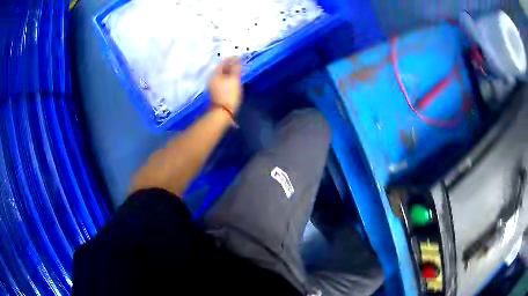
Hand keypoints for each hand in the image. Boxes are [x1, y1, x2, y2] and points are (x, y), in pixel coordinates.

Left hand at [208, 57, 242, 113]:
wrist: (222, 112)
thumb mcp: (235, 79)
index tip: (239, 57)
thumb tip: (237, 58)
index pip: (223, 62)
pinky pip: (222, 81)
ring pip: (222, 75)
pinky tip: (233, 80)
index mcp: (215, 74)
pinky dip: (228, 78)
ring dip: (229, 72)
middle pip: (221, 68)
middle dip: (230, 65)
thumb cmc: (229, 94)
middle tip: (239, 64)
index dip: (231, 58)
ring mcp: (212, 86)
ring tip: (238, 71)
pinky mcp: (215, 92)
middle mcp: (211, 79)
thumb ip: (236, 67)